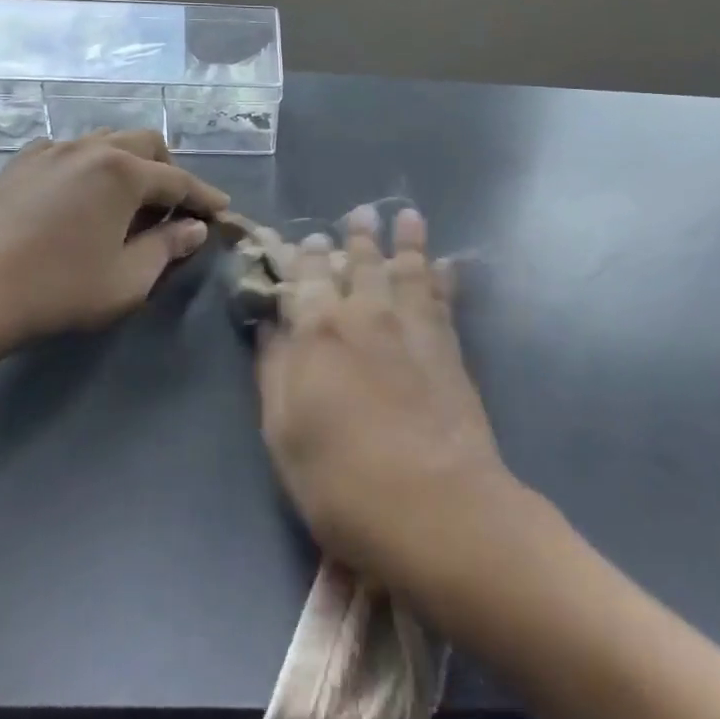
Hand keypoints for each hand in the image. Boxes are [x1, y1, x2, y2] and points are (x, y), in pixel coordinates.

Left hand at [0, 129, 228, 376]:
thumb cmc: (58, 289)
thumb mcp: (128, 279)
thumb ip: (168, 248)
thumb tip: (194, 227)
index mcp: (123, 172)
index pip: (178, 180)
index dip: (204, 196)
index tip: (222, 210)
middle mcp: (90, 148)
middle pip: (145, 144)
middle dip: (168, 170)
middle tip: (174, 206)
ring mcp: (50, 151)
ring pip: (106, 141)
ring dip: (129, 164)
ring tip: (130, 199)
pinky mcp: (20, 164)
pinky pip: (69, 151)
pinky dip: (90, 166)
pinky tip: (82, 195)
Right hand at [255, 205, 510, 592]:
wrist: (435, 505)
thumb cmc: (342, 480)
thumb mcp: (284, 433)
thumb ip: (275, 370)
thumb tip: (270, 326)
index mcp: (318, 331)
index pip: (308, 278)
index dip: (306, 257)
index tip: (307, 239)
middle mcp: (366, 315)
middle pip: (360, 264)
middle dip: (356, 237)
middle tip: (360, 213)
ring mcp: (412, 327)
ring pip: (406, 268)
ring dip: (406, 240)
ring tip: (407, 216)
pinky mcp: (448, 346)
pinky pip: (445, 297)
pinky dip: (445, 276)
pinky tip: (447, 262)